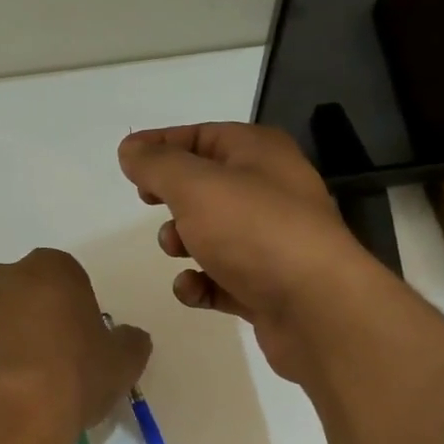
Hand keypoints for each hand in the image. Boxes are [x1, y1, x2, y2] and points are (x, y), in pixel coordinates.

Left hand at [0, 248, 151, 443]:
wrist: (0, 420)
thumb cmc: (69, 382)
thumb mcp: (121, 365)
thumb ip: (129, 342)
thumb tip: (128, 336)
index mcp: (49, 271)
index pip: (66, 277)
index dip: (73, 309)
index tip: (78, 344)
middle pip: (20, 293)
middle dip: (31, 320)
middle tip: (46, 366)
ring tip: (10, 390)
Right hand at [118, 123, 392, 381]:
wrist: (316, 307)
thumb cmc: (255, 231)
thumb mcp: (196, 186)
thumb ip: (157, 165)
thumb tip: (131, 150)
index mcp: (260, 153)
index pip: (203, 136)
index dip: (162, 144)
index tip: (127, 160)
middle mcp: (270, 191)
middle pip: (207, 185)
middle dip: (172, 197)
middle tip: (149, 203)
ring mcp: (270, 241)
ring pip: (212, 234)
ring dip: (182, 242)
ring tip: (177, 250)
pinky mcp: (265, 285)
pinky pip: (221, 278)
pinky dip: (201, 283)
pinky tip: (194, 290)